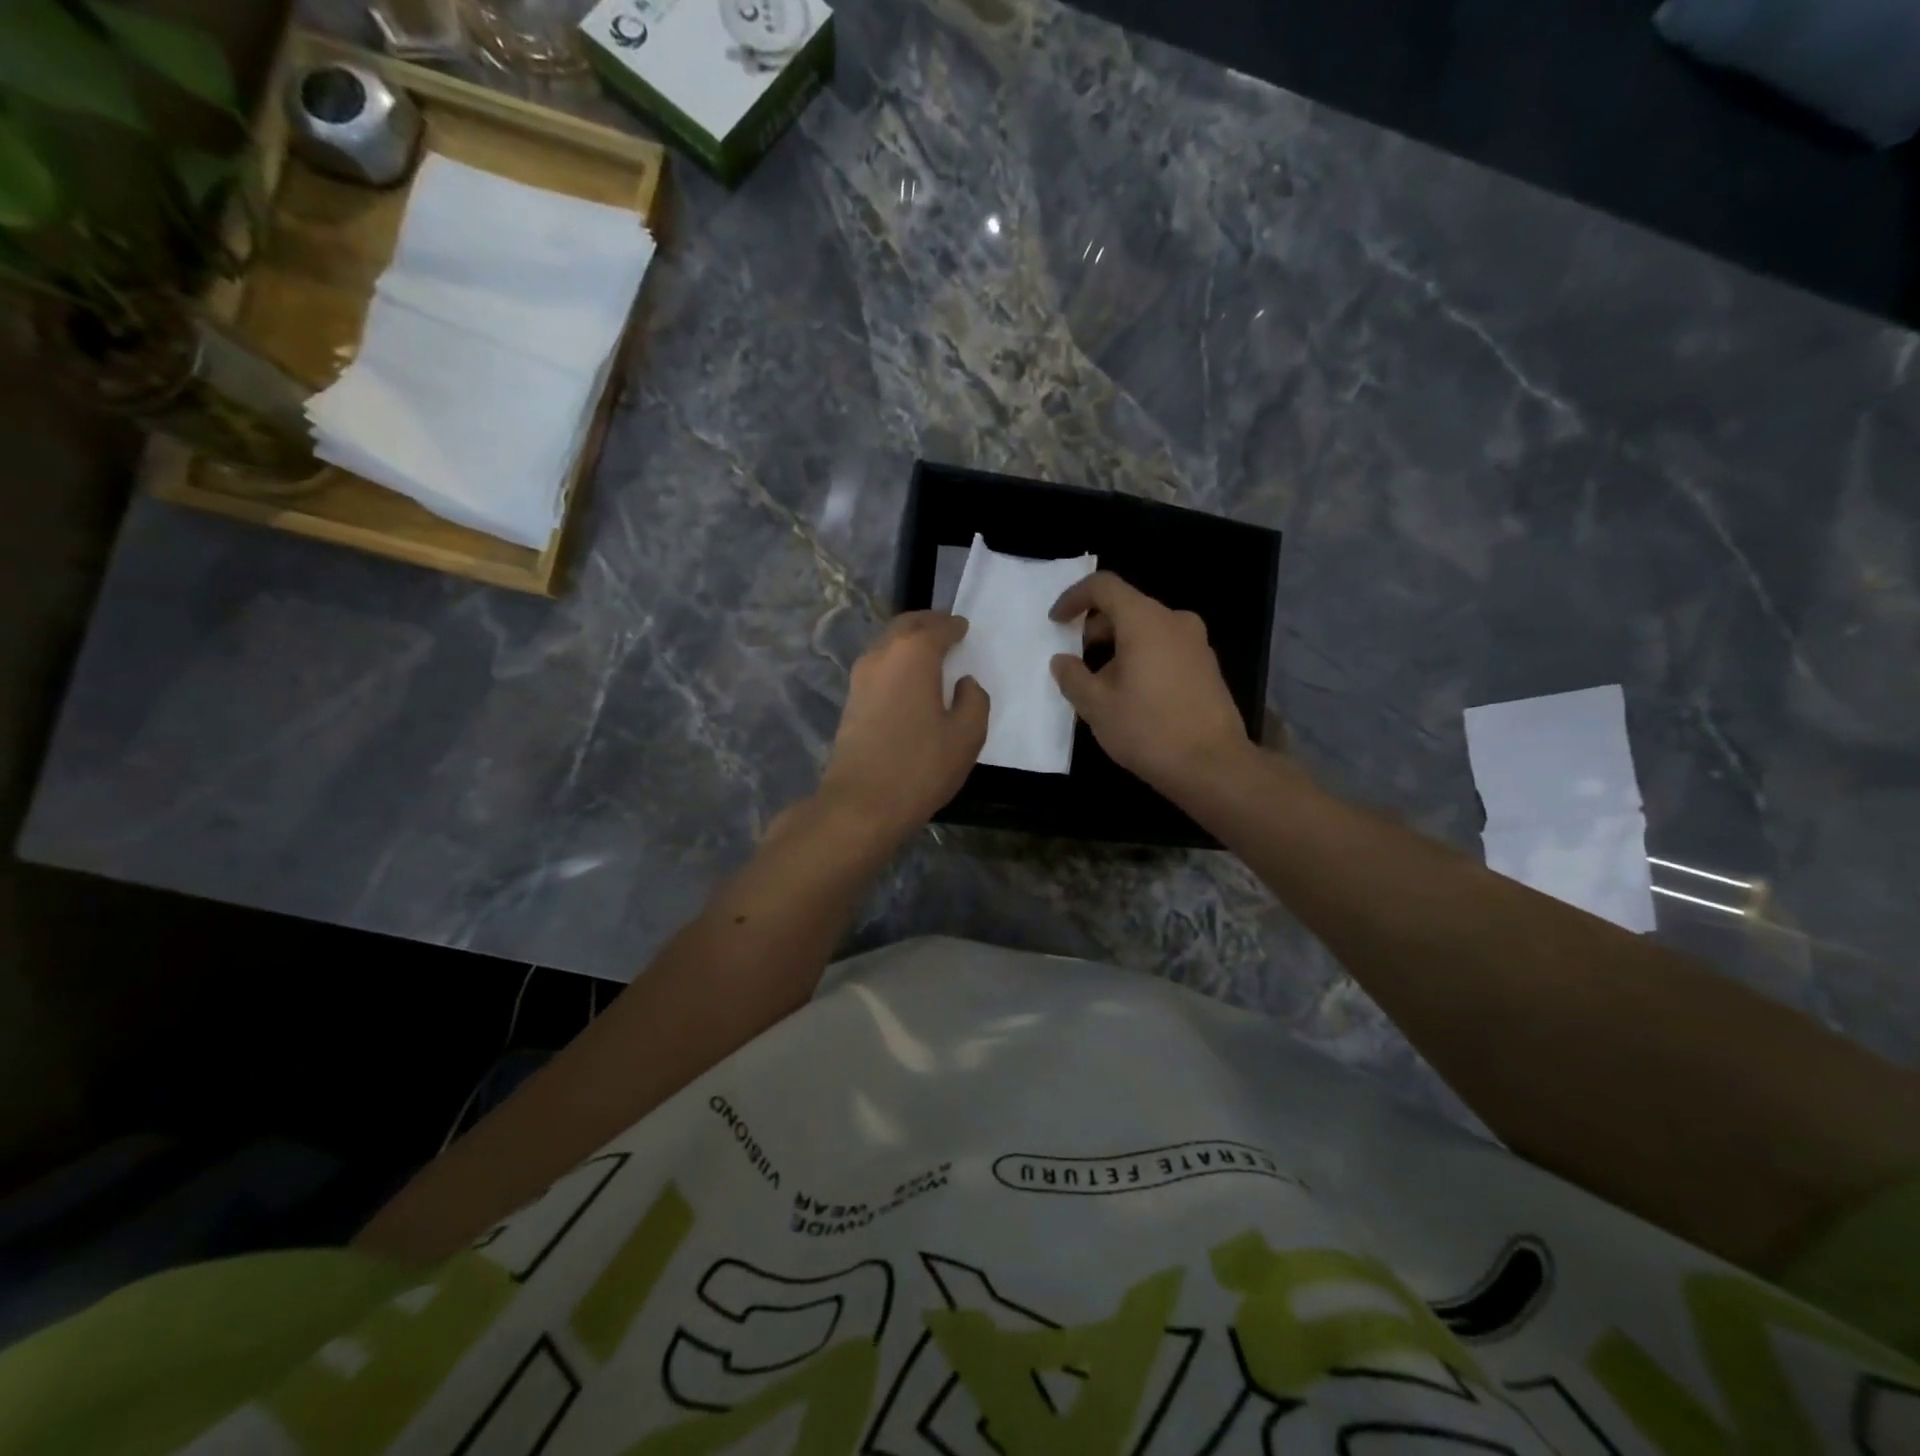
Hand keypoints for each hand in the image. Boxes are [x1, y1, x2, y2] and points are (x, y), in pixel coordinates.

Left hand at [818, 611, 988, 839]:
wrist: (861, 803)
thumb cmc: (921, 766)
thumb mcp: (967, 735)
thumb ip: (974, 700)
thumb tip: (964, 683)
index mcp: (913, 654)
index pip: (938, 627)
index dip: (954, 626)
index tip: (965, 628)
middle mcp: (882, 655)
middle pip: (906, 626)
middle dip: (928, 623)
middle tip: (946, 629)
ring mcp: (860, 678)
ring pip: (887, 644)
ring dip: (908, 641)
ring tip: (930, 654)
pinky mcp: (851, 701)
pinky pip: (878, 666)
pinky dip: (896, 662)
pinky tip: (910, 681)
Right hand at [1050, 572, 1251, 796]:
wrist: (1212, 765)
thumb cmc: (1148, 730)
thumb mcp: (1096, 706)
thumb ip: (1072, 677)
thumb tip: (1062, 661)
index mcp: (1145, 621)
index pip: (1104, 587)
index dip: (1074, 598)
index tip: (1056, 622)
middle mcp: (1175, 621)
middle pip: (1127, 607)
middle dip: (1095, 628)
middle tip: (1076, 659)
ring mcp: (1196, 643)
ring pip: (1147, 629)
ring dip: (1118, 647)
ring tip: (1101, 684)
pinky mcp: (1207, 666)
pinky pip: (1165, 648)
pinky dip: (1142, 658)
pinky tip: (1132, 695)